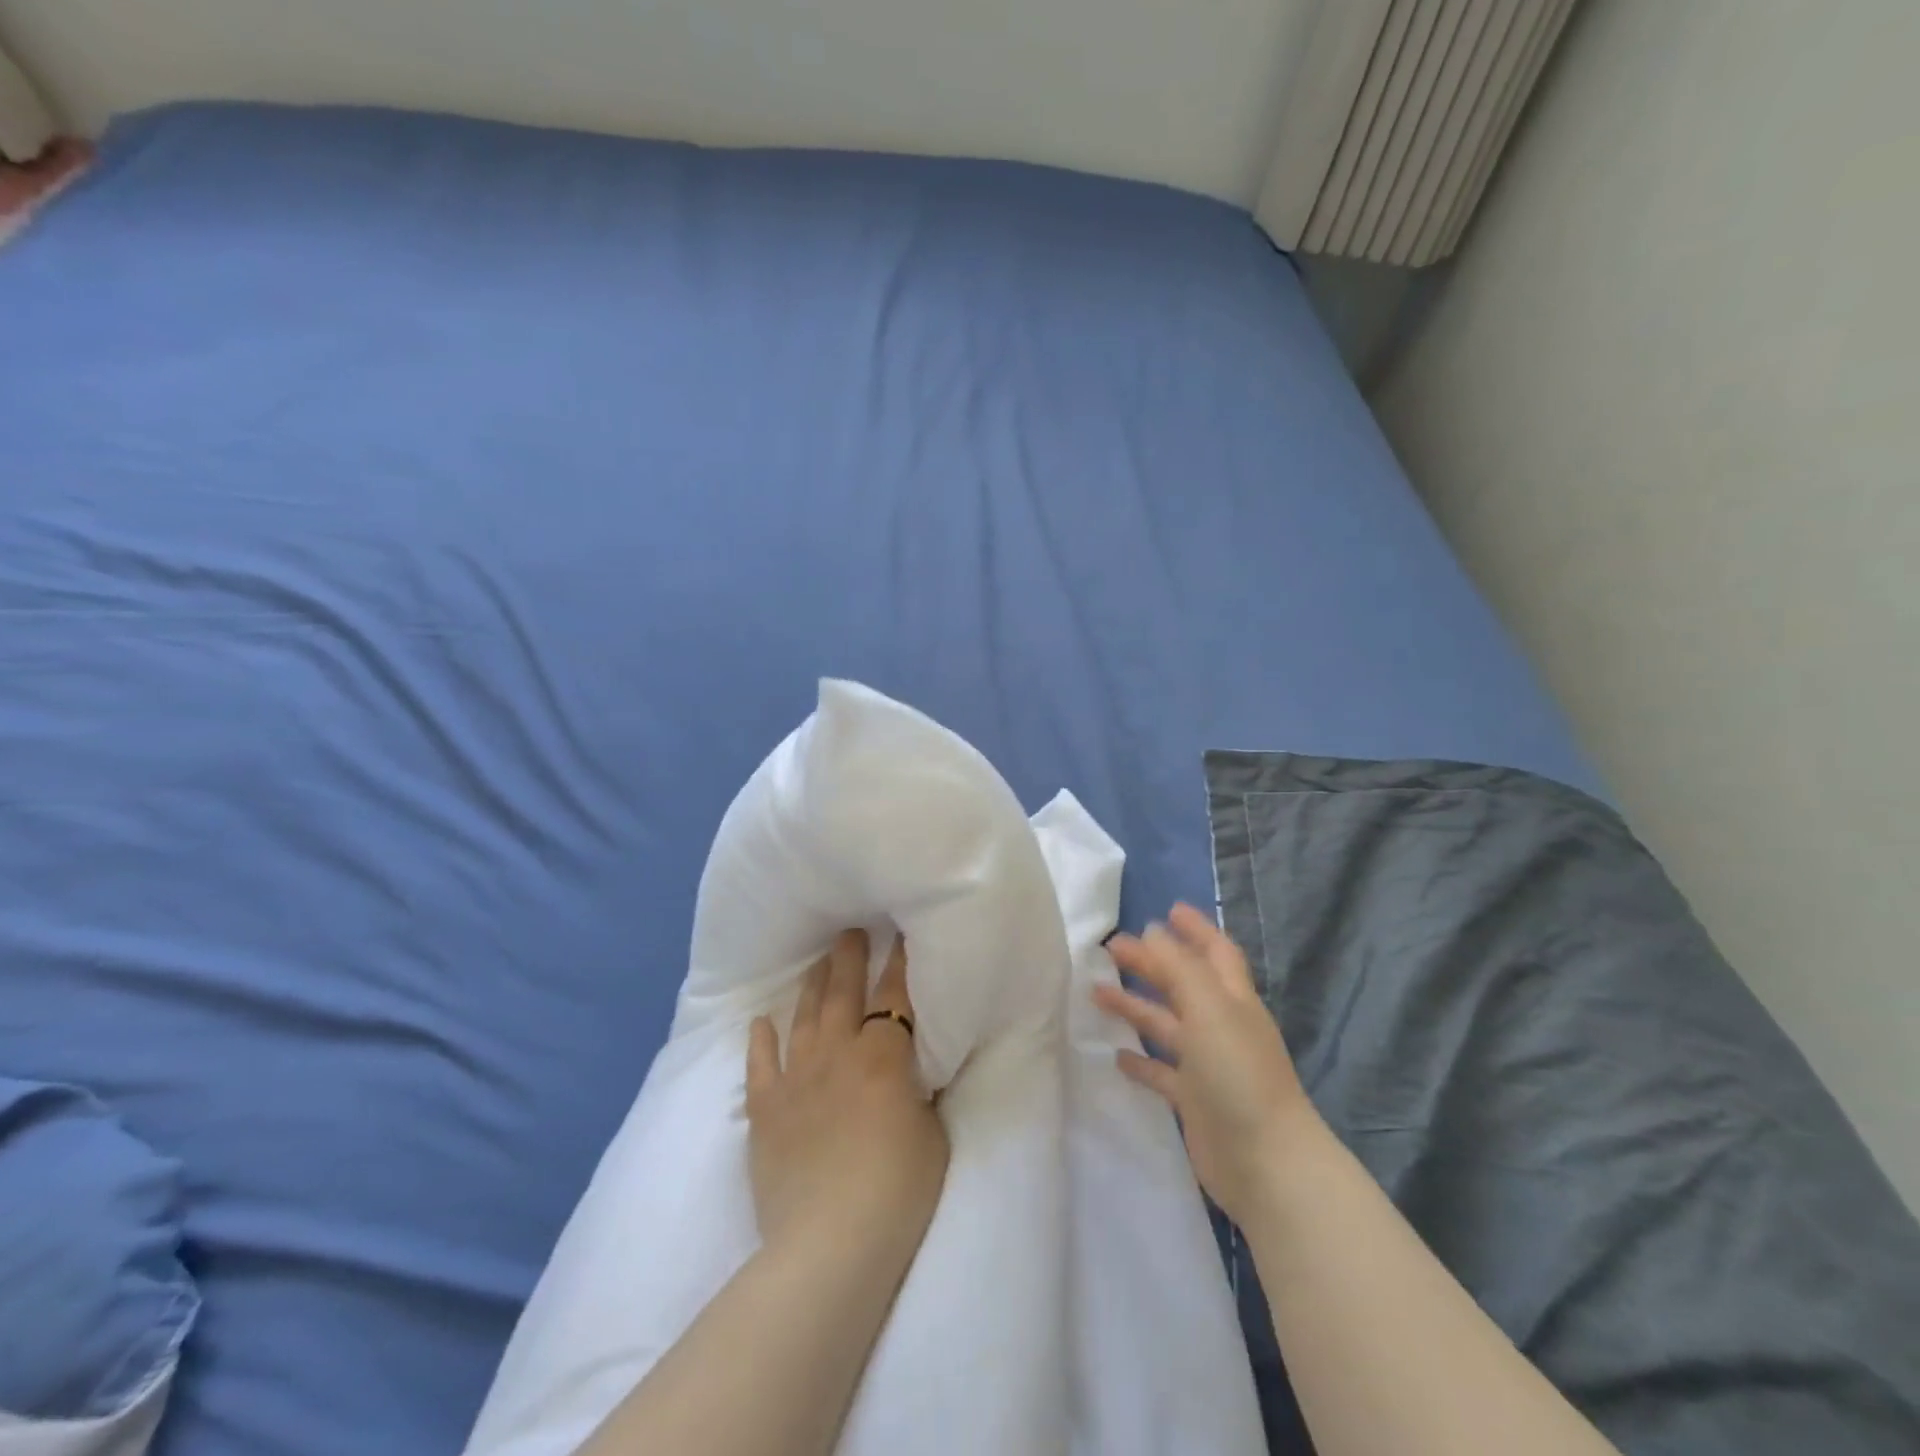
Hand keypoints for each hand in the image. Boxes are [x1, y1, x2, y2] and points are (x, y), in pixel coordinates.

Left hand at [746, 930, 949, 1254]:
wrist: (830, 1244)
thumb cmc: (898, 1190)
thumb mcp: (932, 1134)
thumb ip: (919, 1093)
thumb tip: (911, 1073)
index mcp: (884, 1057)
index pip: (894, 997)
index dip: (898, 964)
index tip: (897, 935)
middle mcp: (838, 1054)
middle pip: (843, 994)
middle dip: (848, 959)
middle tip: (848, 931)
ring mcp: (797, 1079)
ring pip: (803, 1019)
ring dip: (810, 988)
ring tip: (815, 965)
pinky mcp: (766, 1110)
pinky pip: (760, 1065)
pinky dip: (760, 1041)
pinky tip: (760, 1023)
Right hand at [1094, 903, 1318, 1224]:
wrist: (1266, 1162)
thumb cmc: (1238, 1073)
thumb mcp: (1210, 1008)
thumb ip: (1179, 968)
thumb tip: (1153, 931)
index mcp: (1232, 999)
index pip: (1215, 952)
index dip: (1196, 929)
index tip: (1168, 909)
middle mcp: (1221, 1026)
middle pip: (1182, 984)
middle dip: (1151, 963)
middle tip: (1112, 947)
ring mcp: (1207, 1064)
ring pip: (1166, 1024)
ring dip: (1135, 1007)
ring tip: (1096, 992)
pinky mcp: (1193, 1100)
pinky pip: (1161, 1071)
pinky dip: (1140, 1061)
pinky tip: (1115, 1055)